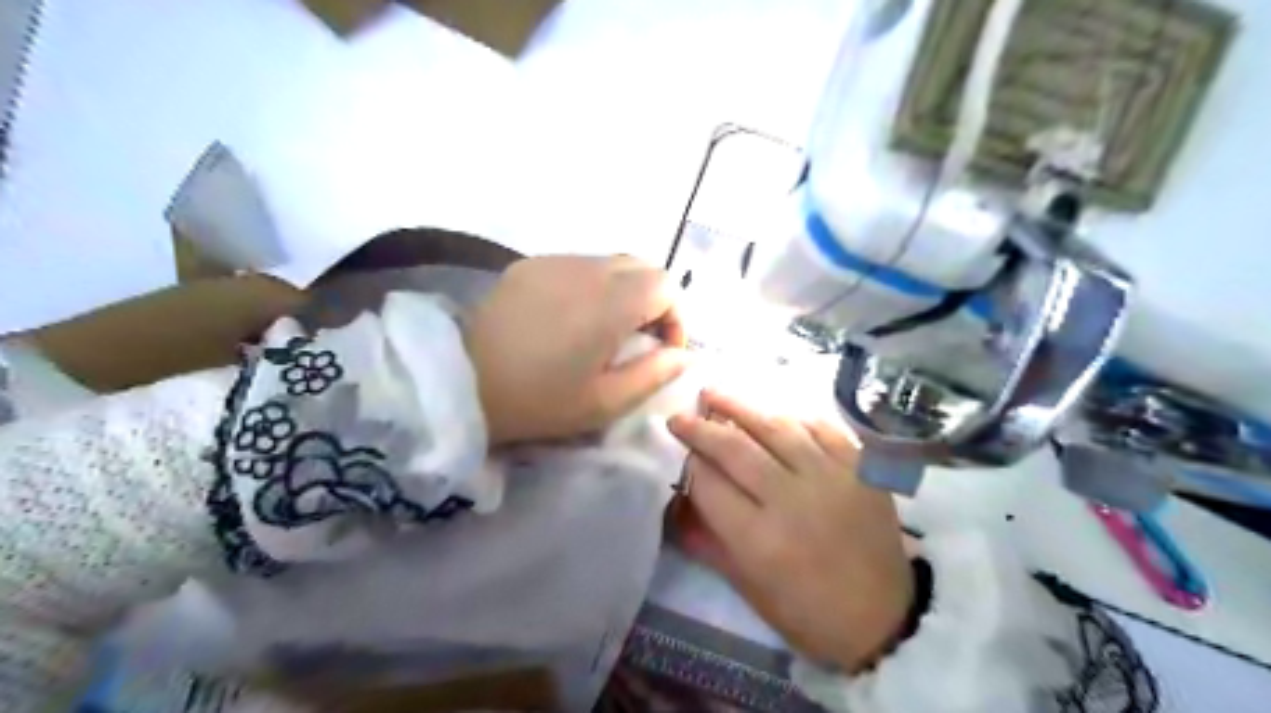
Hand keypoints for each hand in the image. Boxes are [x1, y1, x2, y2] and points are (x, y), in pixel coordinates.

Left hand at [466, 253, 686, 446]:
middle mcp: (587, 269)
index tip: (663, 350)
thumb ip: (654, 374)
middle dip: (654, 300)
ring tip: (607, 330)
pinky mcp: (529, 265)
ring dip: (624, 291)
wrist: (460, 384)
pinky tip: (572, 318)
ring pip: (611, 263)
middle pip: (643, 266)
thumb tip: (684, 355)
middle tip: (640, 339)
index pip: (666, 285)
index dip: (676, 317)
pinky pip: (579, 265)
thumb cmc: (538, 401)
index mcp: (610, 303)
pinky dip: (593, 286)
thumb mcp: (605, 402)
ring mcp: (555, 262)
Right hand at [667, 391, 913, 674]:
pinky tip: (772, 413)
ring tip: (713, 393)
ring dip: (739, 407)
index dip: (689, 463)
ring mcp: (830, 478)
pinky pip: (820, 428)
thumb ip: (709, 541)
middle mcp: (791, 499)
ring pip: (775, 428)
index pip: (709, 483)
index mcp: (758, 539)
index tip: (679, 452)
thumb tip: (678, 503)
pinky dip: (792, 417)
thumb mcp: (748, 587)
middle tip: (680, 416)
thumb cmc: (807, 612)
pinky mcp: (861, 469)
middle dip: (701, 428)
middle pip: (735, 448)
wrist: (883, 619)